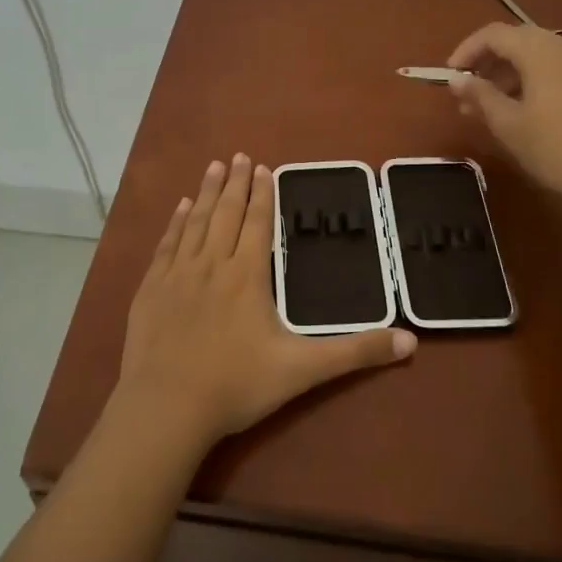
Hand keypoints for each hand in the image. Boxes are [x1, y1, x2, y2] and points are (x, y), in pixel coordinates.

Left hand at [119, 154, 415, 447]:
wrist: (167, 406)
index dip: (263, 194)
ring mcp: (178, 274)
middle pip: (226, 214)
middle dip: (236, 184)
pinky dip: (175, 222)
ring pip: (196, 222)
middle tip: (239, 155)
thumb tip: (410, 341)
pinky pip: (167, 244)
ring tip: (214, 167)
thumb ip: (355, 352)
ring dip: (206, 193)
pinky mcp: (152, 288)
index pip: (258, 223)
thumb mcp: (304, 370)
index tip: (263, 168)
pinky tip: (179, 208)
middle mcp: (213, 264)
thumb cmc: (237, 385)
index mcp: (248, 276)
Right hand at [446, 22, 561, 208]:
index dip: (466, 51)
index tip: (449, 76)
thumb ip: (479, 95)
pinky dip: (526, 81)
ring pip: (533, 56)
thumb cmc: (553, 147)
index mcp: (540, 51)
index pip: (494, 34)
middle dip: (485, 62)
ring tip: (483, 107)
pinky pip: (550, 69)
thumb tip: (456, 79)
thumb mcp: (507, 123)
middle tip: (464, 91)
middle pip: (515, 41)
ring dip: (504, 74)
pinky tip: (514, 110)